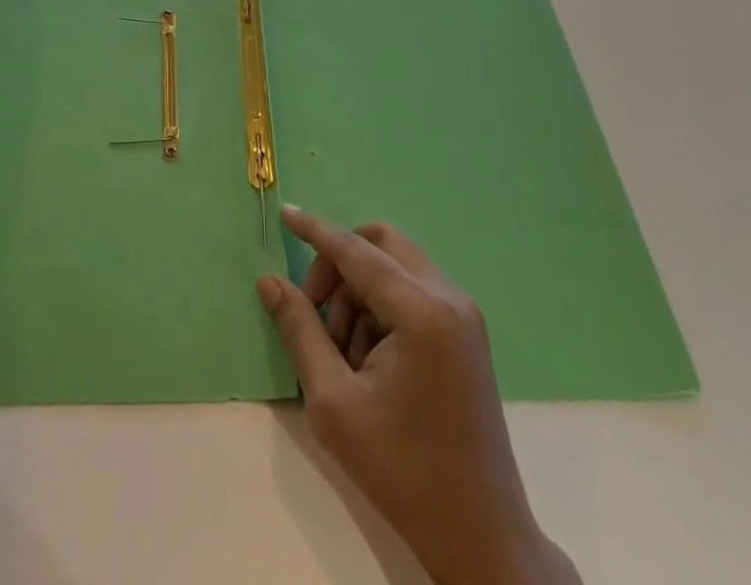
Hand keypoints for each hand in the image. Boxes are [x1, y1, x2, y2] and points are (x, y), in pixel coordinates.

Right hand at [257, 207, 580, 584]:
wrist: (481, 536)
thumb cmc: (402, 471)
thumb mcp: (334, 402)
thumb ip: (300, 331)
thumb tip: (269, 282)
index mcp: (421, 311)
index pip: (356, 251)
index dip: (317, 231)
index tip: (286, 213)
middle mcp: (449, 297)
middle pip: (380, 244)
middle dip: (339, 266)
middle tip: (316, 314)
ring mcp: (464, 314)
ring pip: (395, 266)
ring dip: (360, 291)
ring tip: (343, 353)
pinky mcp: (467, 333)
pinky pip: (413, 290)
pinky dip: (382, 305)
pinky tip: (369, 358)